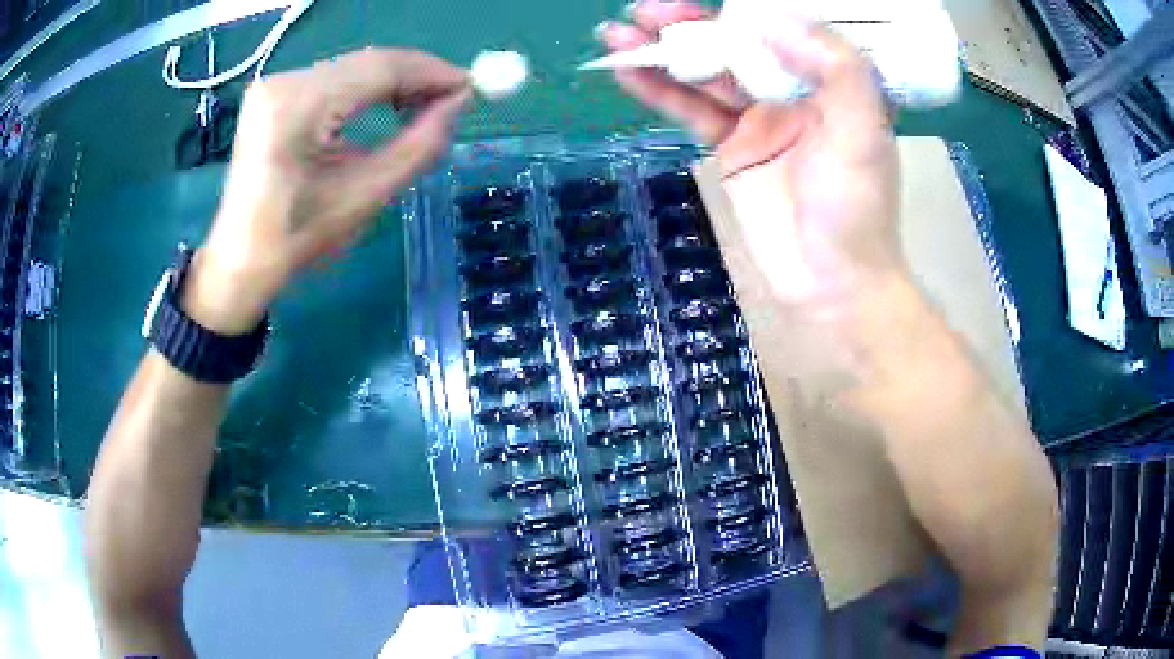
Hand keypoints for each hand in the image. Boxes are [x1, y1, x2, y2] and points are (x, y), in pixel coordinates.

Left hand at [185, 49, 470, 332]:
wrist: (241, 260)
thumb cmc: (297, 239)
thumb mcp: (364, 196)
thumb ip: (418, 145)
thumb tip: (459, 104)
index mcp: (296, 107)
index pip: (378, 69)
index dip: (430, 72)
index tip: (469, 86)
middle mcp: (282, 82)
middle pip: (365, 63)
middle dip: (415, 76)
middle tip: (453, 97)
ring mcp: (274, 85)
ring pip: (352, 68)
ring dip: (393, 82)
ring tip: (426, 104)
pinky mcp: (274, 93)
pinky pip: (334, 79)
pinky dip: (367, 89)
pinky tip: (389, 103)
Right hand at [601, 2, 902, 310]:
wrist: (831, 283)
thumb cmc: (856, 209)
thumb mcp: (864, 130)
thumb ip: (835, 67)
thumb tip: (772, 22)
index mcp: (827, 81)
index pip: (777, 31)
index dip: (736, 13)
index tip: (697, 5)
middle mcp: (792, 91)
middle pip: (735, 46)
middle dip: (689, 26)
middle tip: (643, 10)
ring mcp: (757, 119)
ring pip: (706, 74)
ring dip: (662, 53)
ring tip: (618, 31)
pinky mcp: (730, 148)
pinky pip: (691, 110)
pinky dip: (659, 91)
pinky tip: (627, 72)